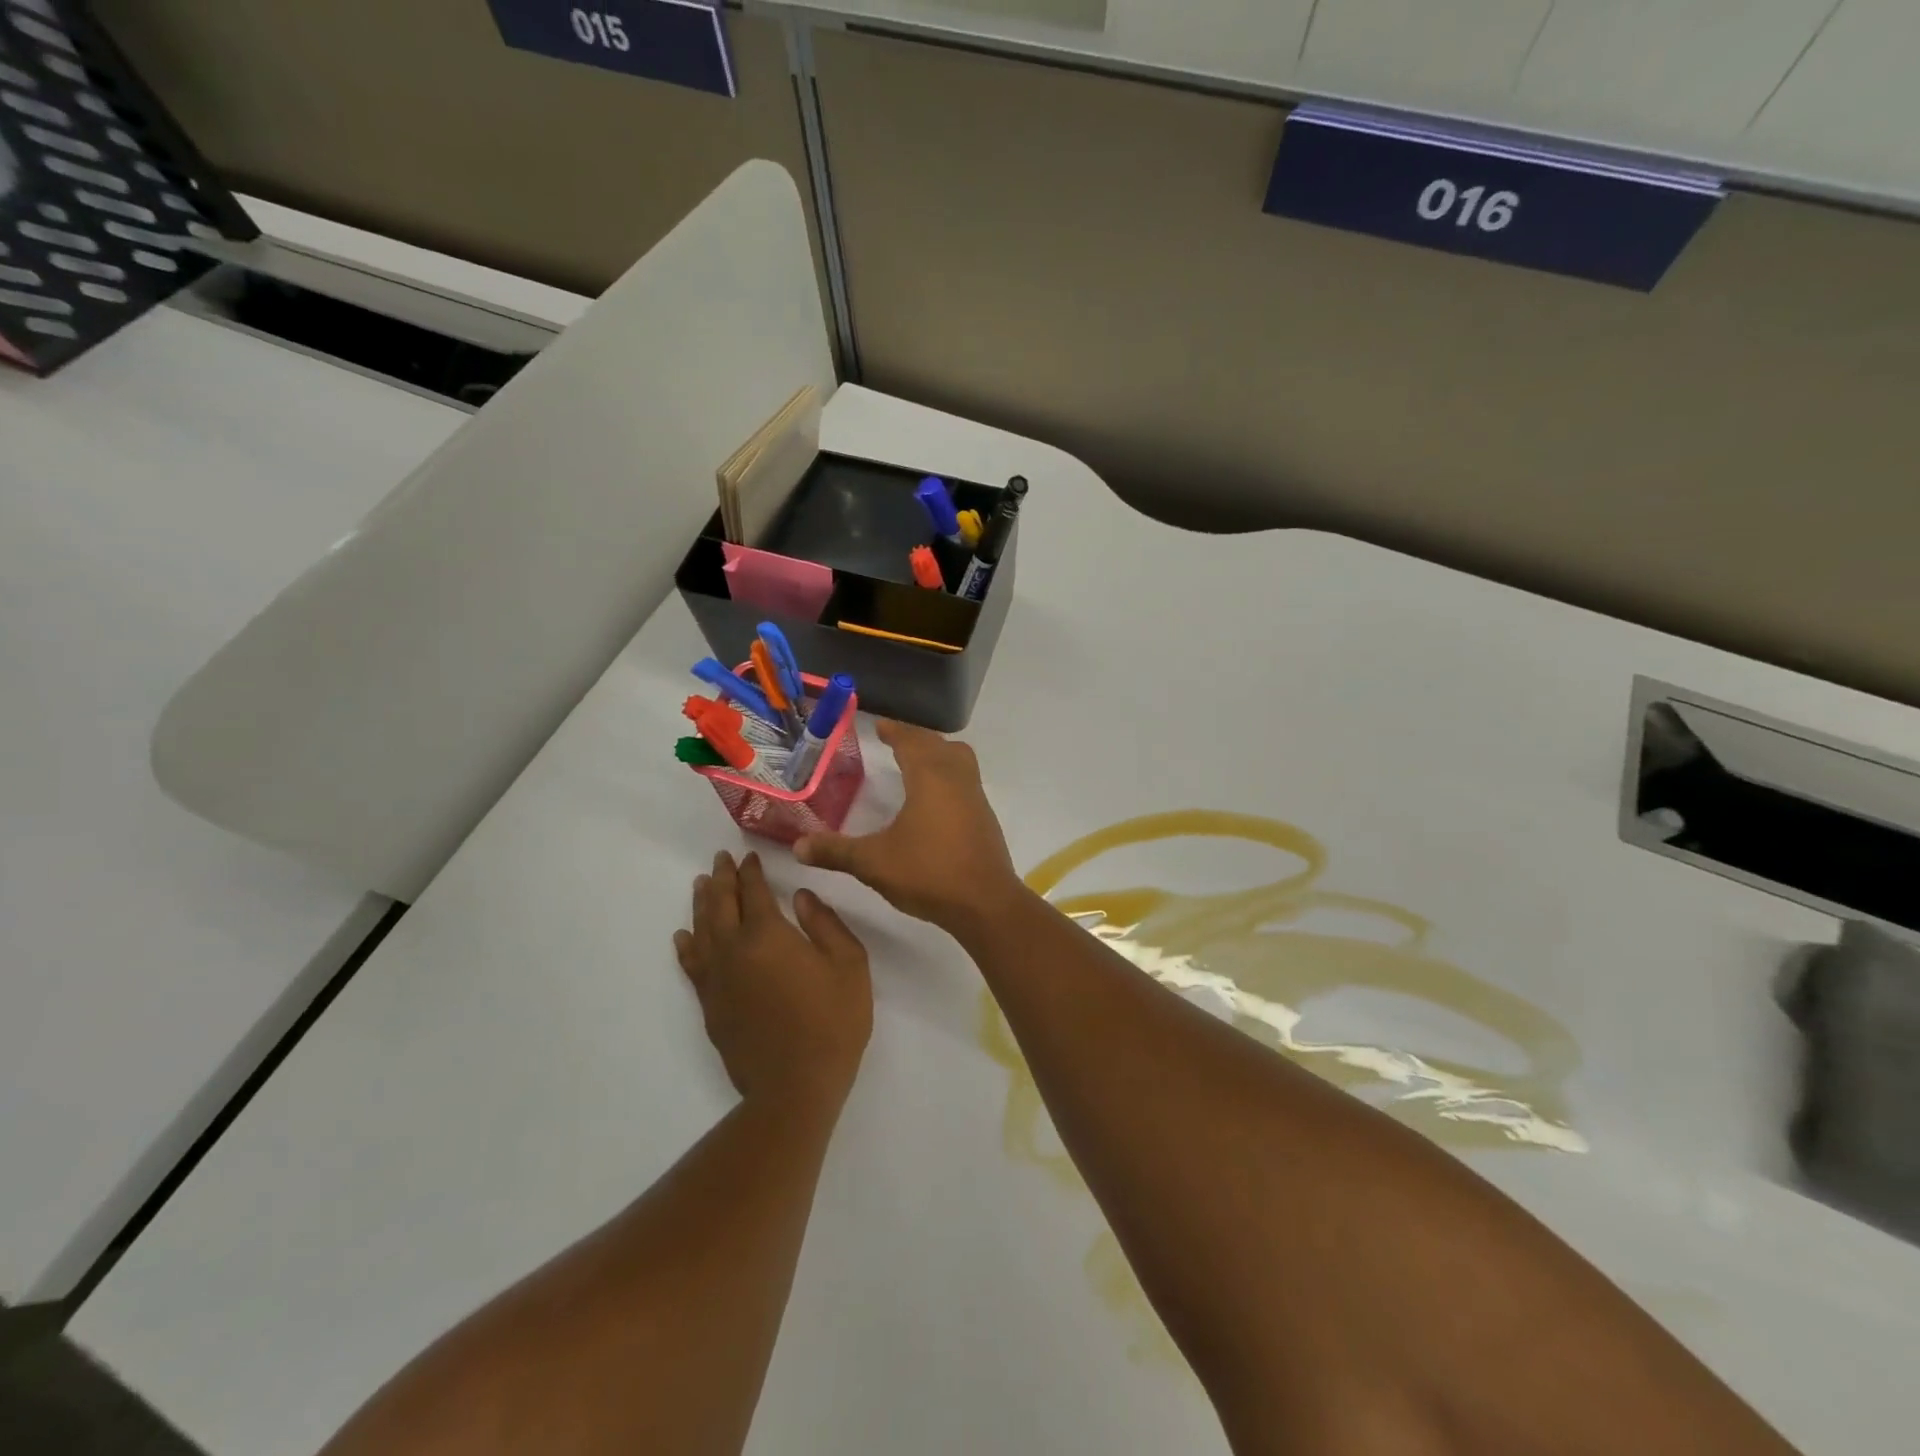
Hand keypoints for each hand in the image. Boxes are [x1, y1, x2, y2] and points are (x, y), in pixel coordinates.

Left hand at [674, 852, 871, 1112]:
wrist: (796, 1086)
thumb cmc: (832, 1021)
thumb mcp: (848, 965)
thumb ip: (825, 924)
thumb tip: (800, 897)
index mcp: (768, 935)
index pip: (753, 892)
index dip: (750, 871)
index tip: (748, 855)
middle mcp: (734, 950)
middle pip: (721, 904)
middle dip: (722, 878)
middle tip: (720, 859)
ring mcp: (717, 979)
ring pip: (701, 930)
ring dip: (702, 904)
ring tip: (701, 884)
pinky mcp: (710, 1005)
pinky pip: (692, 965)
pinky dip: (686, 946)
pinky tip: (683, 936)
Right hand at [795, 721, 1027, 935]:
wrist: (985, 903)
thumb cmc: (928, 873)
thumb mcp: (874, 863)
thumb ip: (835, 851)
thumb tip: (798, 846)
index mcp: (930, 778)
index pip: (911, 741)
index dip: (894, 731)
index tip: (879, 725)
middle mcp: (956, 779)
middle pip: (937, 745)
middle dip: (915, 738)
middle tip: (893, 739)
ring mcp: (975, 798)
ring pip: (959, 759)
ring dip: (938, 753)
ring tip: (916, 761)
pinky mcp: (985, 818)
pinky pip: (966, 780)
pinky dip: (949, 775)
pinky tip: (935, 798)